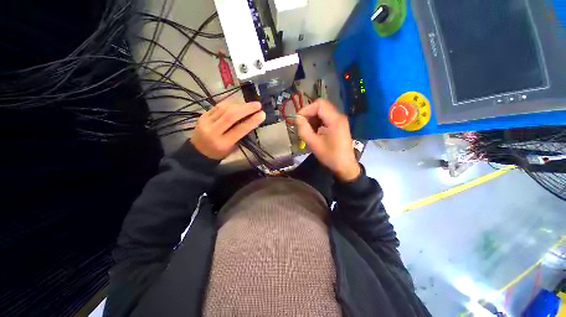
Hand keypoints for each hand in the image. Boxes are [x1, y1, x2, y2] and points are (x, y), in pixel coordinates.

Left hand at [191, 101, 265, 159]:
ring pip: (224, 109)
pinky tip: (237, 104)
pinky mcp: (202, 115)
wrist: (198, 152)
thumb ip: (241, 135)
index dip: (252, 121)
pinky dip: (229, 104)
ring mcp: (206, 122)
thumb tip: (250, 120)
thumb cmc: (219, 153)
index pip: (240, 129)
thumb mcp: (232, 148)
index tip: (262, 114)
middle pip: (231, 115)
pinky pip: (218, 106)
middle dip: (246, 108)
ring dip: (239, 105)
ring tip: (249, 105)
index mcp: (223, 143)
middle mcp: (213, 131)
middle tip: (258, 105)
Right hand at [297, 99, 360, 181]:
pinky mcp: (338, 125)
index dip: (307, 109)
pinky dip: (317, 123)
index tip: (299, 120)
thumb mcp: (314, 143)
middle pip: (321, 107)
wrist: (344, 166)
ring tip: (308, 130)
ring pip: (322, 112)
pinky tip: (314, 132)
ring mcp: (339, 120)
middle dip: (309, 114)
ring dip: (313, 119)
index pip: (319, 104)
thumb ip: (304, 129)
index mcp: (335, 119)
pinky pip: (325, 118)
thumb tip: (298, 118)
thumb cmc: (330, 156)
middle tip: (302, 126)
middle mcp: (338, 116)